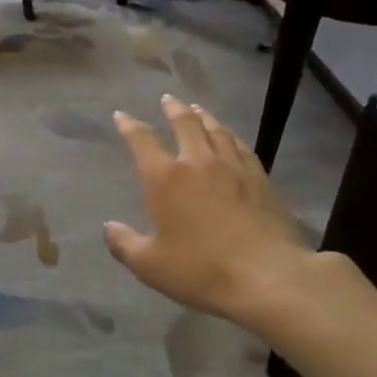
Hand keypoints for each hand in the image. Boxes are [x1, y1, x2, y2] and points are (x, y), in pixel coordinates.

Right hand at [104, 95, 334, 326]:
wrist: (267, 276)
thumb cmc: (201, 270)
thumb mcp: (150, 265)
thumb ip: (125, 244)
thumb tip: (109, 228)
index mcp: (165, 178)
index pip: (142, 141)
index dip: (129, 126)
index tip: (122, 115)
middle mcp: (198, 162)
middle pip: (184, 124)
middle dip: (172, 109)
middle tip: (167, 99)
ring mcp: (233, 167)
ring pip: (216, 130)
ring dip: (203, 116)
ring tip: (196, 109)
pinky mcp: (260, 179)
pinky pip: (241, 147)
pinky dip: (230, 136)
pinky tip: (231, 138)